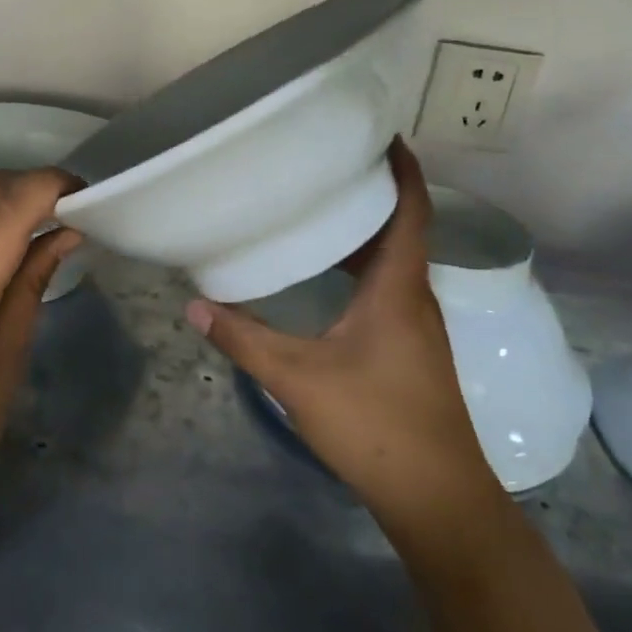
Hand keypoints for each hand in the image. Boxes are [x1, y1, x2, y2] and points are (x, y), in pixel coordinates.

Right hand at [187, 141, 501, 545]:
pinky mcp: (411, 348)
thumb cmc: (374, 425)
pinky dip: (362, 267)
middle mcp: (415, 297)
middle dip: (370, 193)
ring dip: (364, 232)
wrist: (437, 497)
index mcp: (399, 288)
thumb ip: (244, 339)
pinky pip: (389, 287)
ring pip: (394, 260)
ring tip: (319, 209)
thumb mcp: (298, 379)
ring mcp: (417, 325)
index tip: (381, 135)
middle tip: (325, 166)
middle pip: (400, 229)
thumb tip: (195, 305)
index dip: (403, 168)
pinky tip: (327, 278)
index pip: (411, 210)